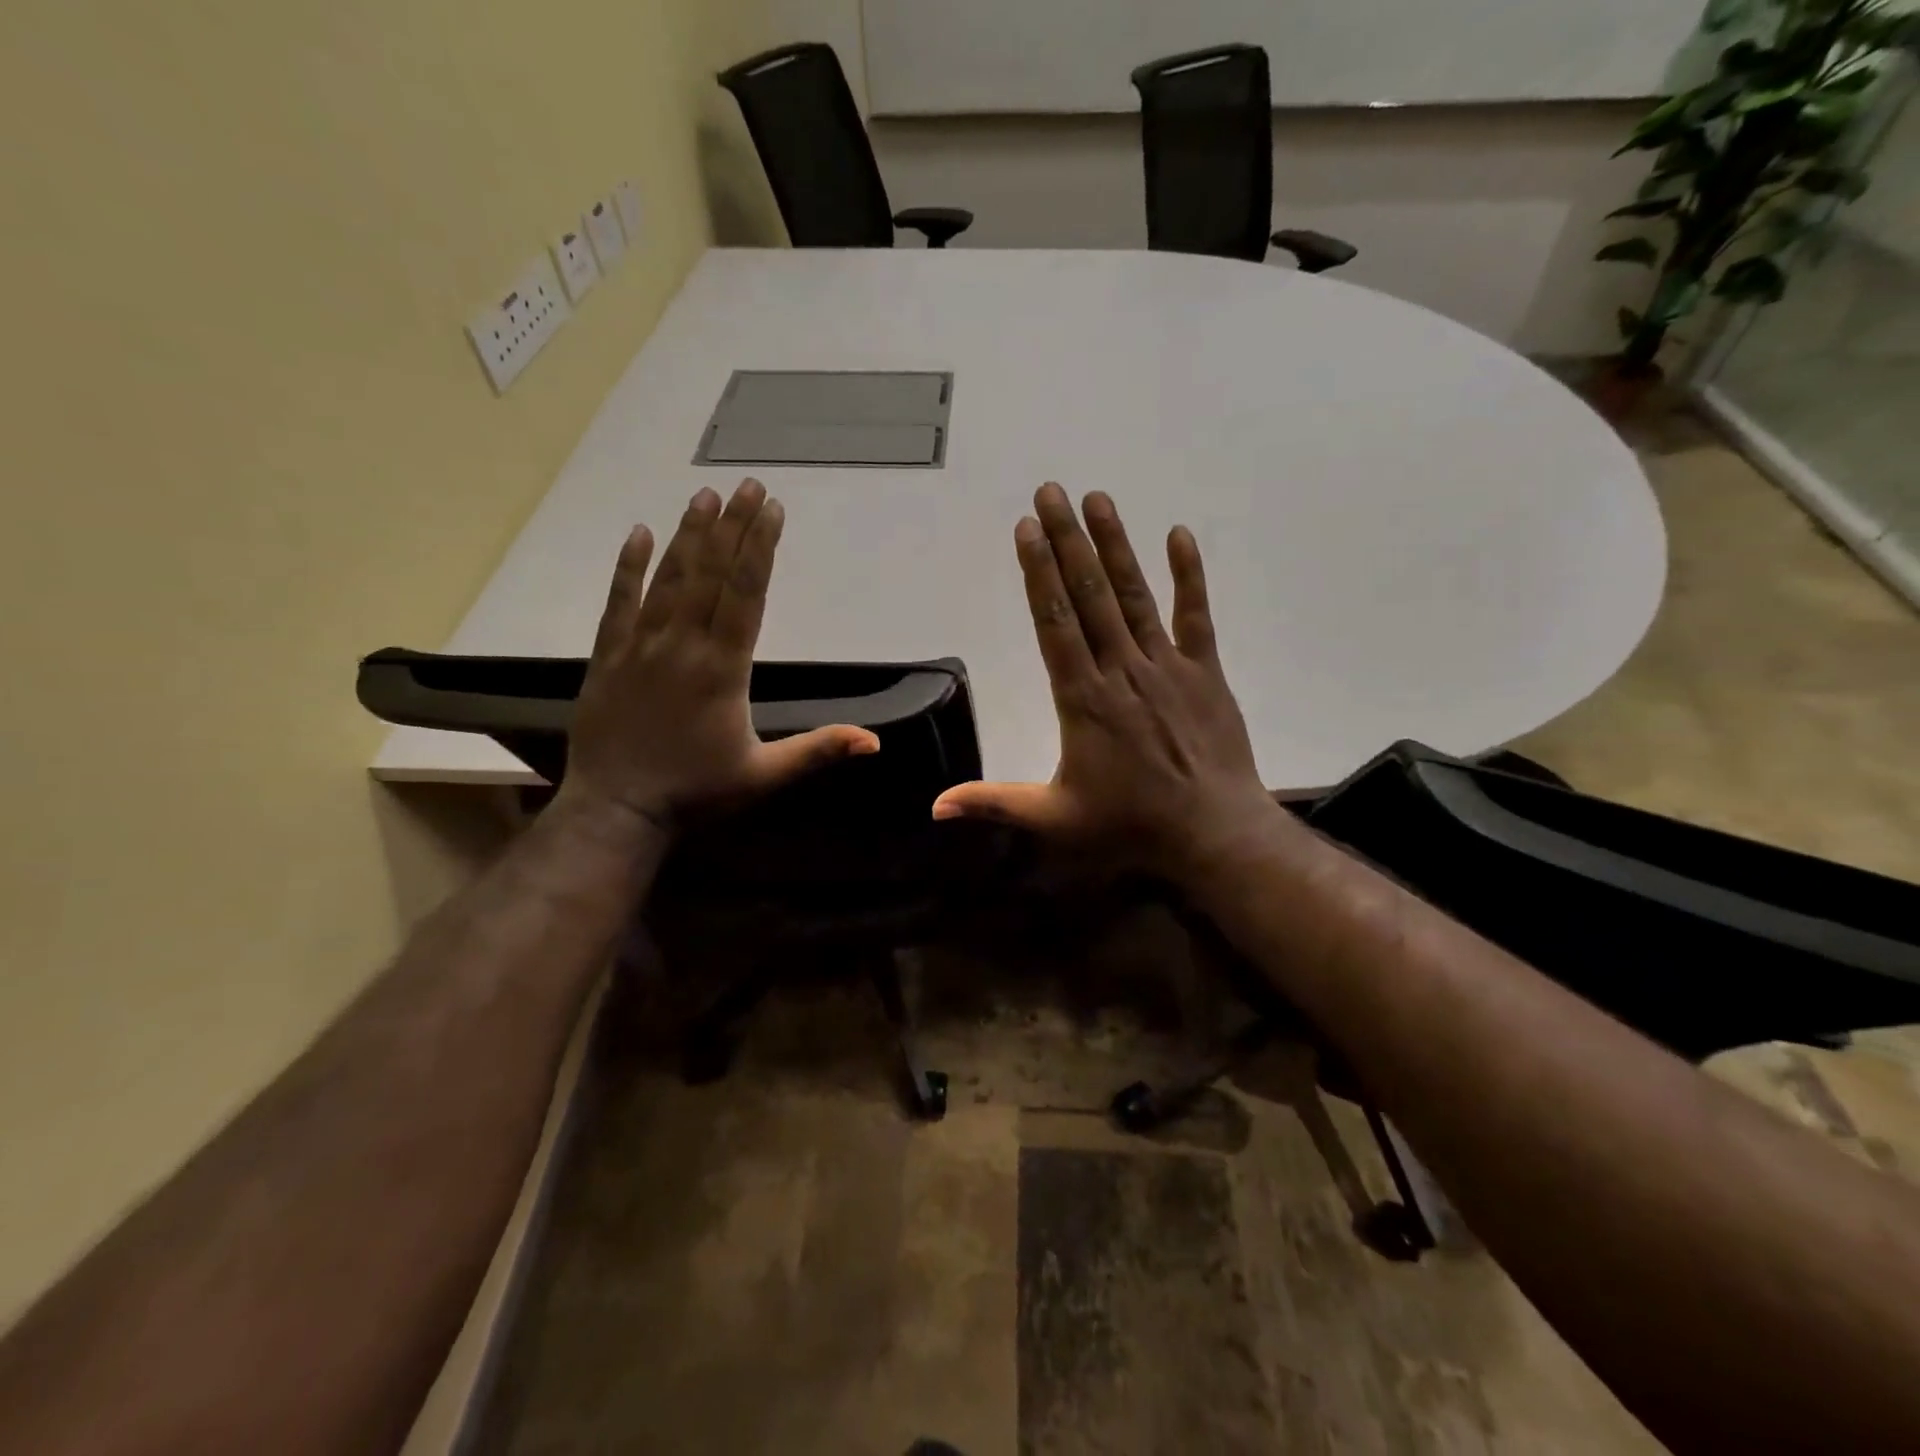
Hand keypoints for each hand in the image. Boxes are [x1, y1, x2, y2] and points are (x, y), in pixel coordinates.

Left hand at [556, 479, 878, 829]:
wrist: (617, 811)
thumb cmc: (696, 793)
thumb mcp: (765, 775)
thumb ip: (818, 750)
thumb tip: (875, 741)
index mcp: (723, 669)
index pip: (746, 595)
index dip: (760, 549)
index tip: (771, 510)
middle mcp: (682, 646)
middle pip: (711, 575)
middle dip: (732, 527)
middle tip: (747, 484)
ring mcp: (640, 647)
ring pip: (668, 580)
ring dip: (689, 535)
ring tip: (704, 495)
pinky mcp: (608, 656)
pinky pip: (618, 602)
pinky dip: (628, 567)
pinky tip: (638, 533)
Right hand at [932, 484, 1282, 877]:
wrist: (1214, 833)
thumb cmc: (1131, 825)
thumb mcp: (1054, 820)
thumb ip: (994, 804)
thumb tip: (935, 807)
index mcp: (1084, 699)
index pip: (1055, 623)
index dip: (1038, 573)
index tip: (1025, 530)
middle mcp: (1123, 670)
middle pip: (1089, 595)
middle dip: (1067, 541)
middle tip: (1050, 492)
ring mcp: (1168, 667)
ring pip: (1135, 596)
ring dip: (1114, 545)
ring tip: (1096, 499)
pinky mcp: (1206, 672)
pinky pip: (1196, 616)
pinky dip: (1188, 576)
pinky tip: (1179, 535)